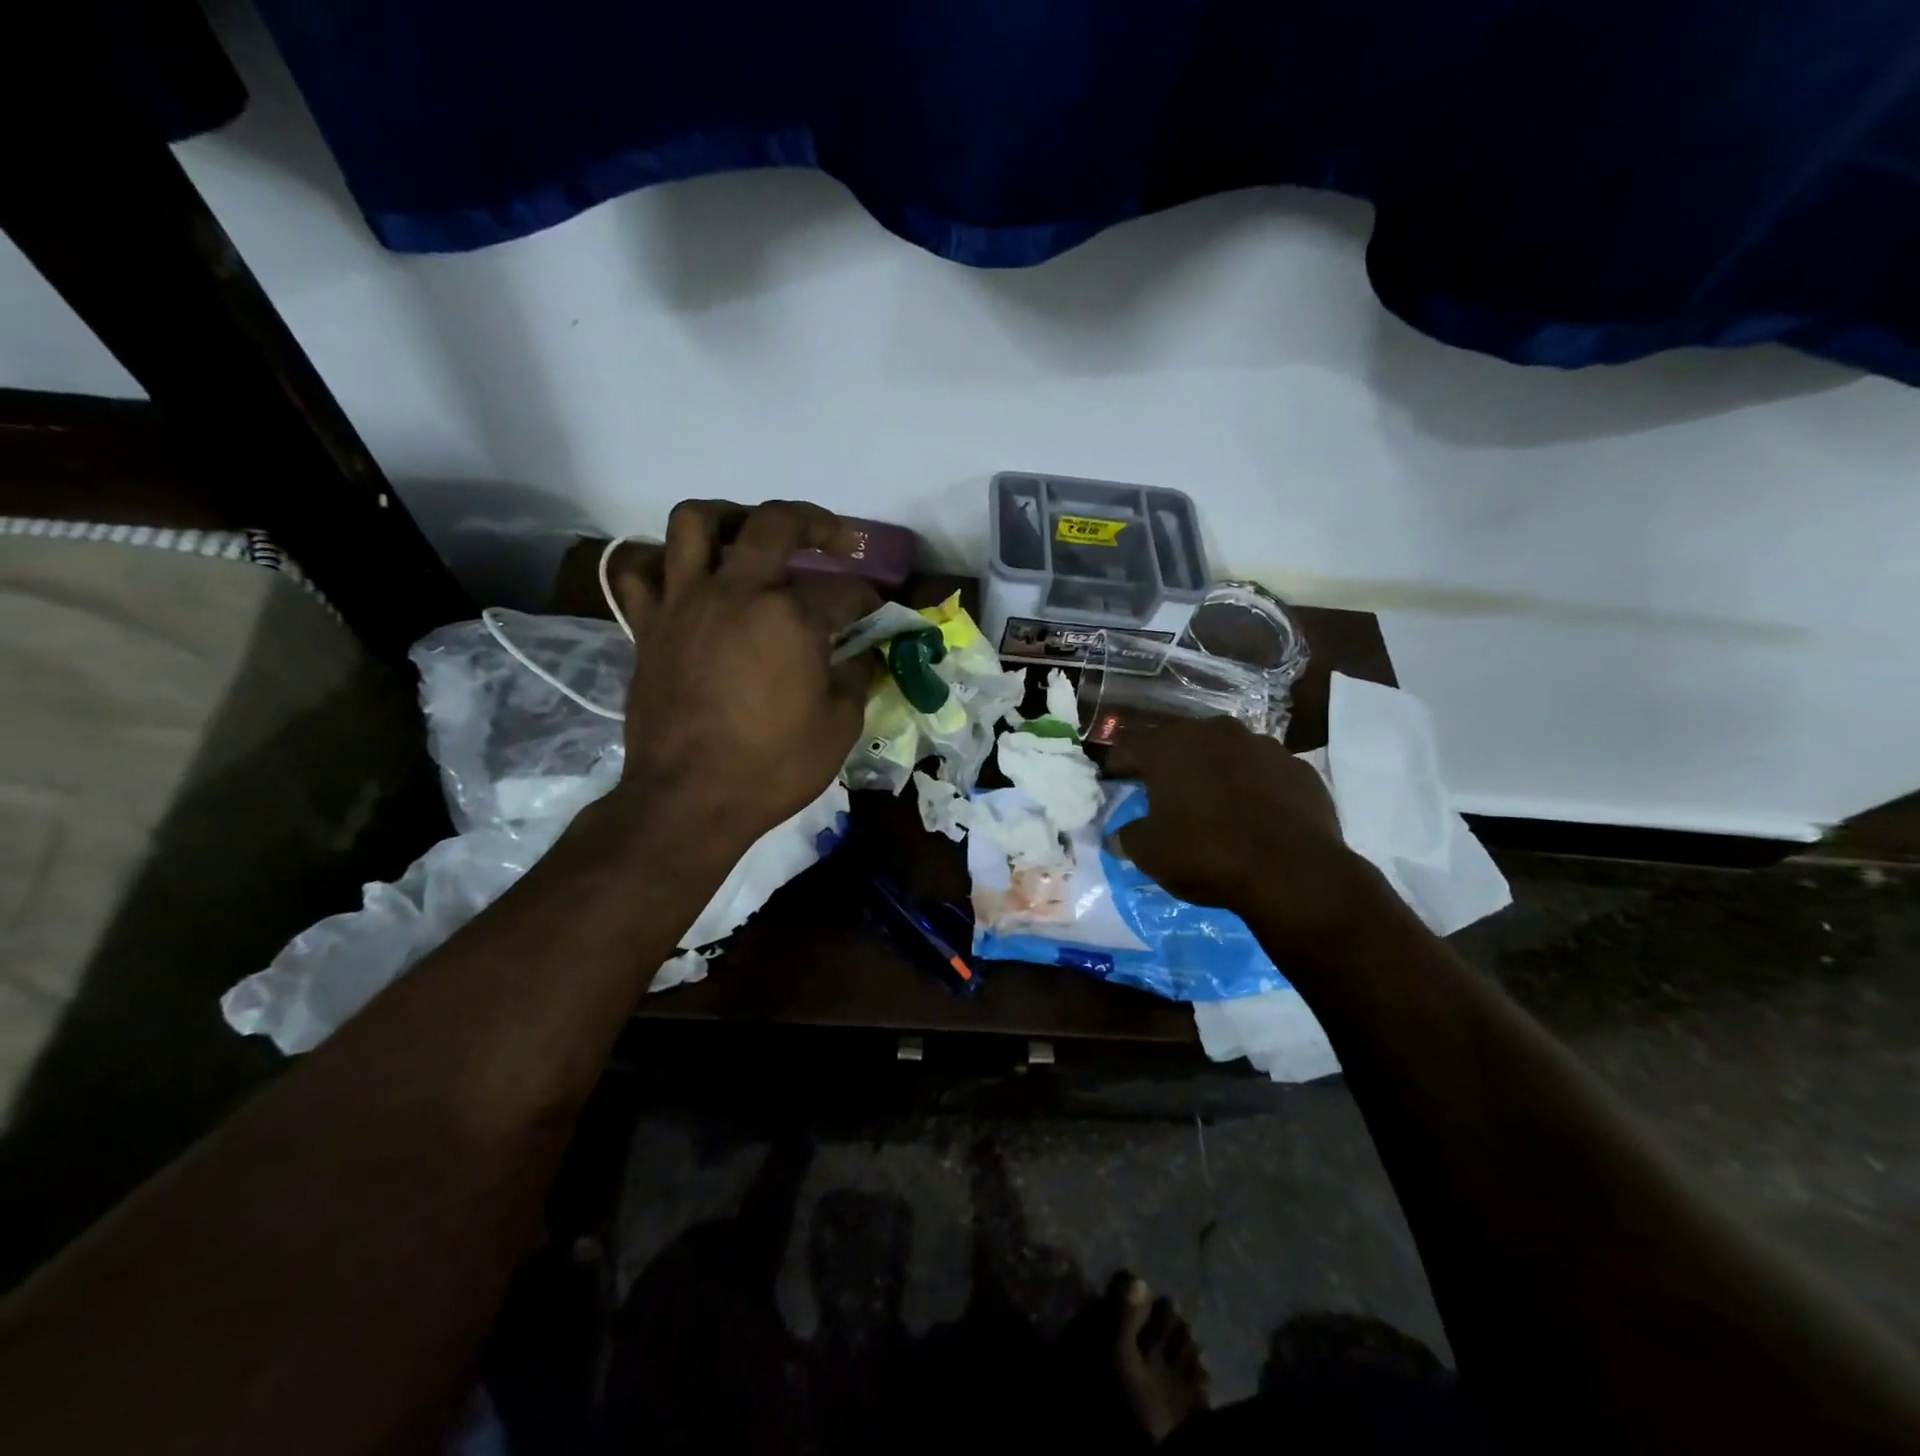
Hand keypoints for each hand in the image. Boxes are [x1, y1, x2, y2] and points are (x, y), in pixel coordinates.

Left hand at [604, 501, 880, 853]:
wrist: (690, 801)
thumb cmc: (773, 767)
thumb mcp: (839, 726)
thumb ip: (858, 677)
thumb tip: (866, 653)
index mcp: (791, 617)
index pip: (844, 591)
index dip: (868, 599)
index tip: (876, 613)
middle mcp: (737, 592)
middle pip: (774, 524)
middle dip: (813, 522)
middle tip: (832, 537)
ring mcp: (685, 603)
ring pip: (695, 522)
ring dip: (728, 516)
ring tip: (747, 533)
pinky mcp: (648, 625)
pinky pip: (640, 572)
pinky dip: (661, 563)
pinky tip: (684, 576)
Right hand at [1109, 717, 1390, 960]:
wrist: (1293, 872)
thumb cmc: (1207, 854)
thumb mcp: (1151, 854)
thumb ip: (1128, 837)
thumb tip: (1117, 836)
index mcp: (1170, 746)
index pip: (1129, 749)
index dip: (1117, 768)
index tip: (1112, 784)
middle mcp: (1215, 733)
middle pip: (1180, 744)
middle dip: (1168, 766)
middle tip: (1161, 794)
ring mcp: (1263, 745)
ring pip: (1225, 754)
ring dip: (1214, 773)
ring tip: (1212, 805)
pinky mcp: (1299, 768)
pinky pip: (1264, 773)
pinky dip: (1253, 787)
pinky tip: (1254, 816)